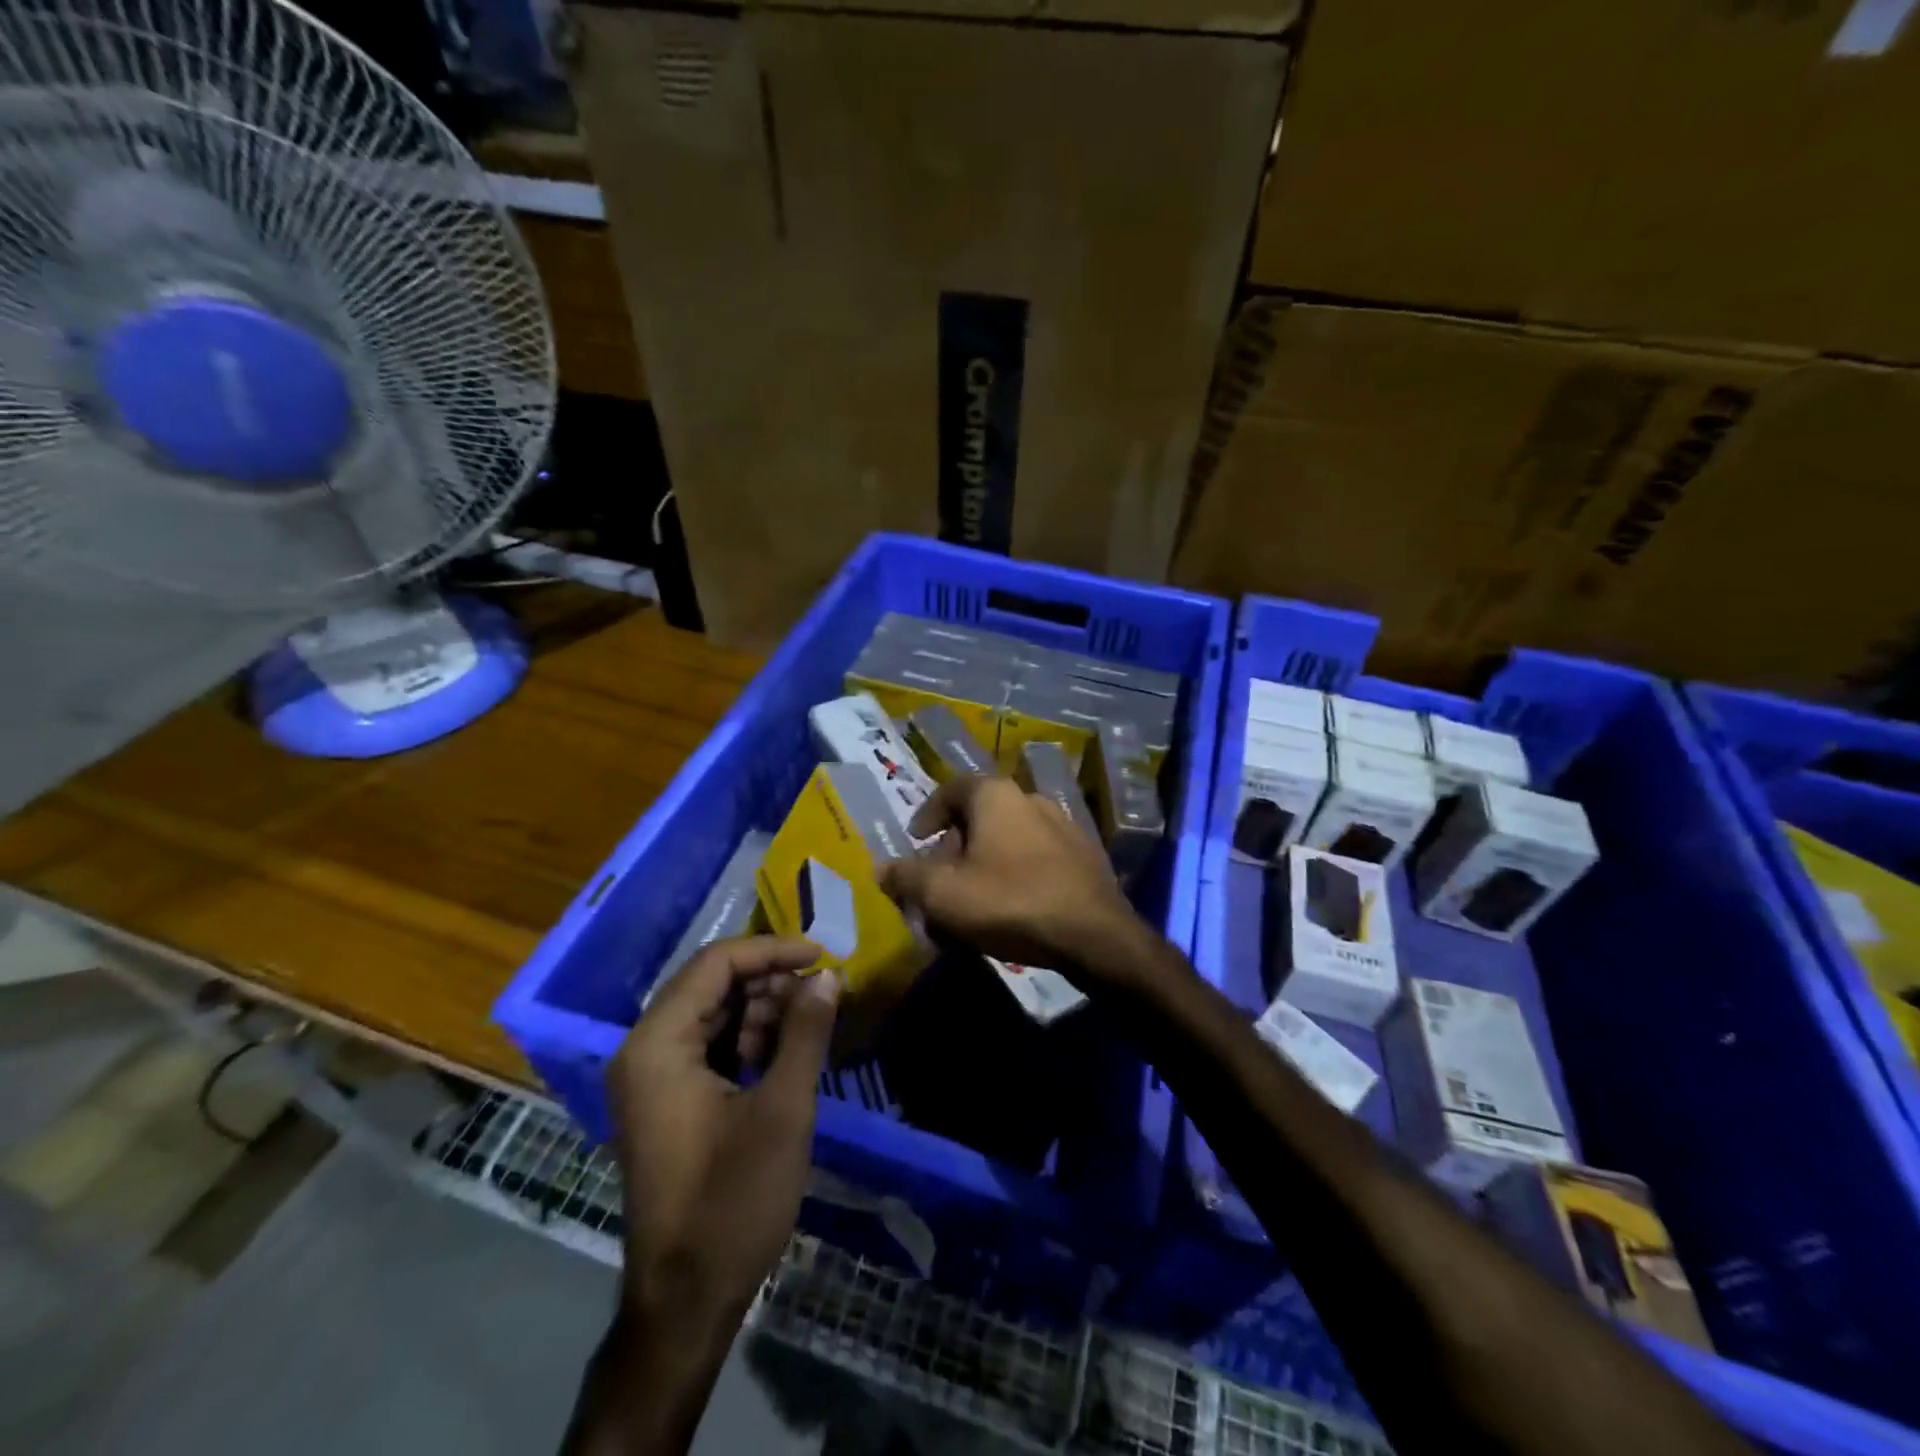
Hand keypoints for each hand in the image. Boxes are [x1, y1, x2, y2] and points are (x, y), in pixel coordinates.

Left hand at [608, 936, 838, 1343]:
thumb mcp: (782, 1110)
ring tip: (808, 1026)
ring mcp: (651, 1077)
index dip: (772, 951)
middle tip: (821, 994)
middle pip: (711, 985)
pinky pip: (708, 1046)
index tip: (823, 956)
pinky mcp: (666, 1101)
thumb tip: (828, 976)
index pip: (715, 964)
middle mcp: (644, 1050)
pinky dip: (747, 1040)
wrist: (687, 1301)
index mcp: (658, 1045)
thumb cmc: (733, 1202)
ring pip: (712, 1013)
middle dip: (770, 982)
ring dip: (761, 1011)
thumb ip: (805, 1032)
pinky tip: (784, 1054)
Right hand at [877, 774, 1147, 979]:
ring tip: (972, 903)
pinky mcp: (1084, 855)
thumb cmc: (1009, 901)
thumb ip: (906, 877)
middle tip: (940, 883)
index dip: (928, 814)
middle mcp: (1030, 798)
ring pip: (1007, 840)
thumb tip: (882, 868)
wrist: (1093, 934)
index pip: (951, 789)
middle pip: (979, 817)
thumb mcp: (942, 894)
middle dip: (954, 849)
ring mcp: (1063, 825)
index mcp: (995, 795)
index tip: (916, 841)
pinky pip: (1035, 857)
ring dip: (984, 865)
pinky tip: (1011, 909)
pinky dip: (1014, 874)